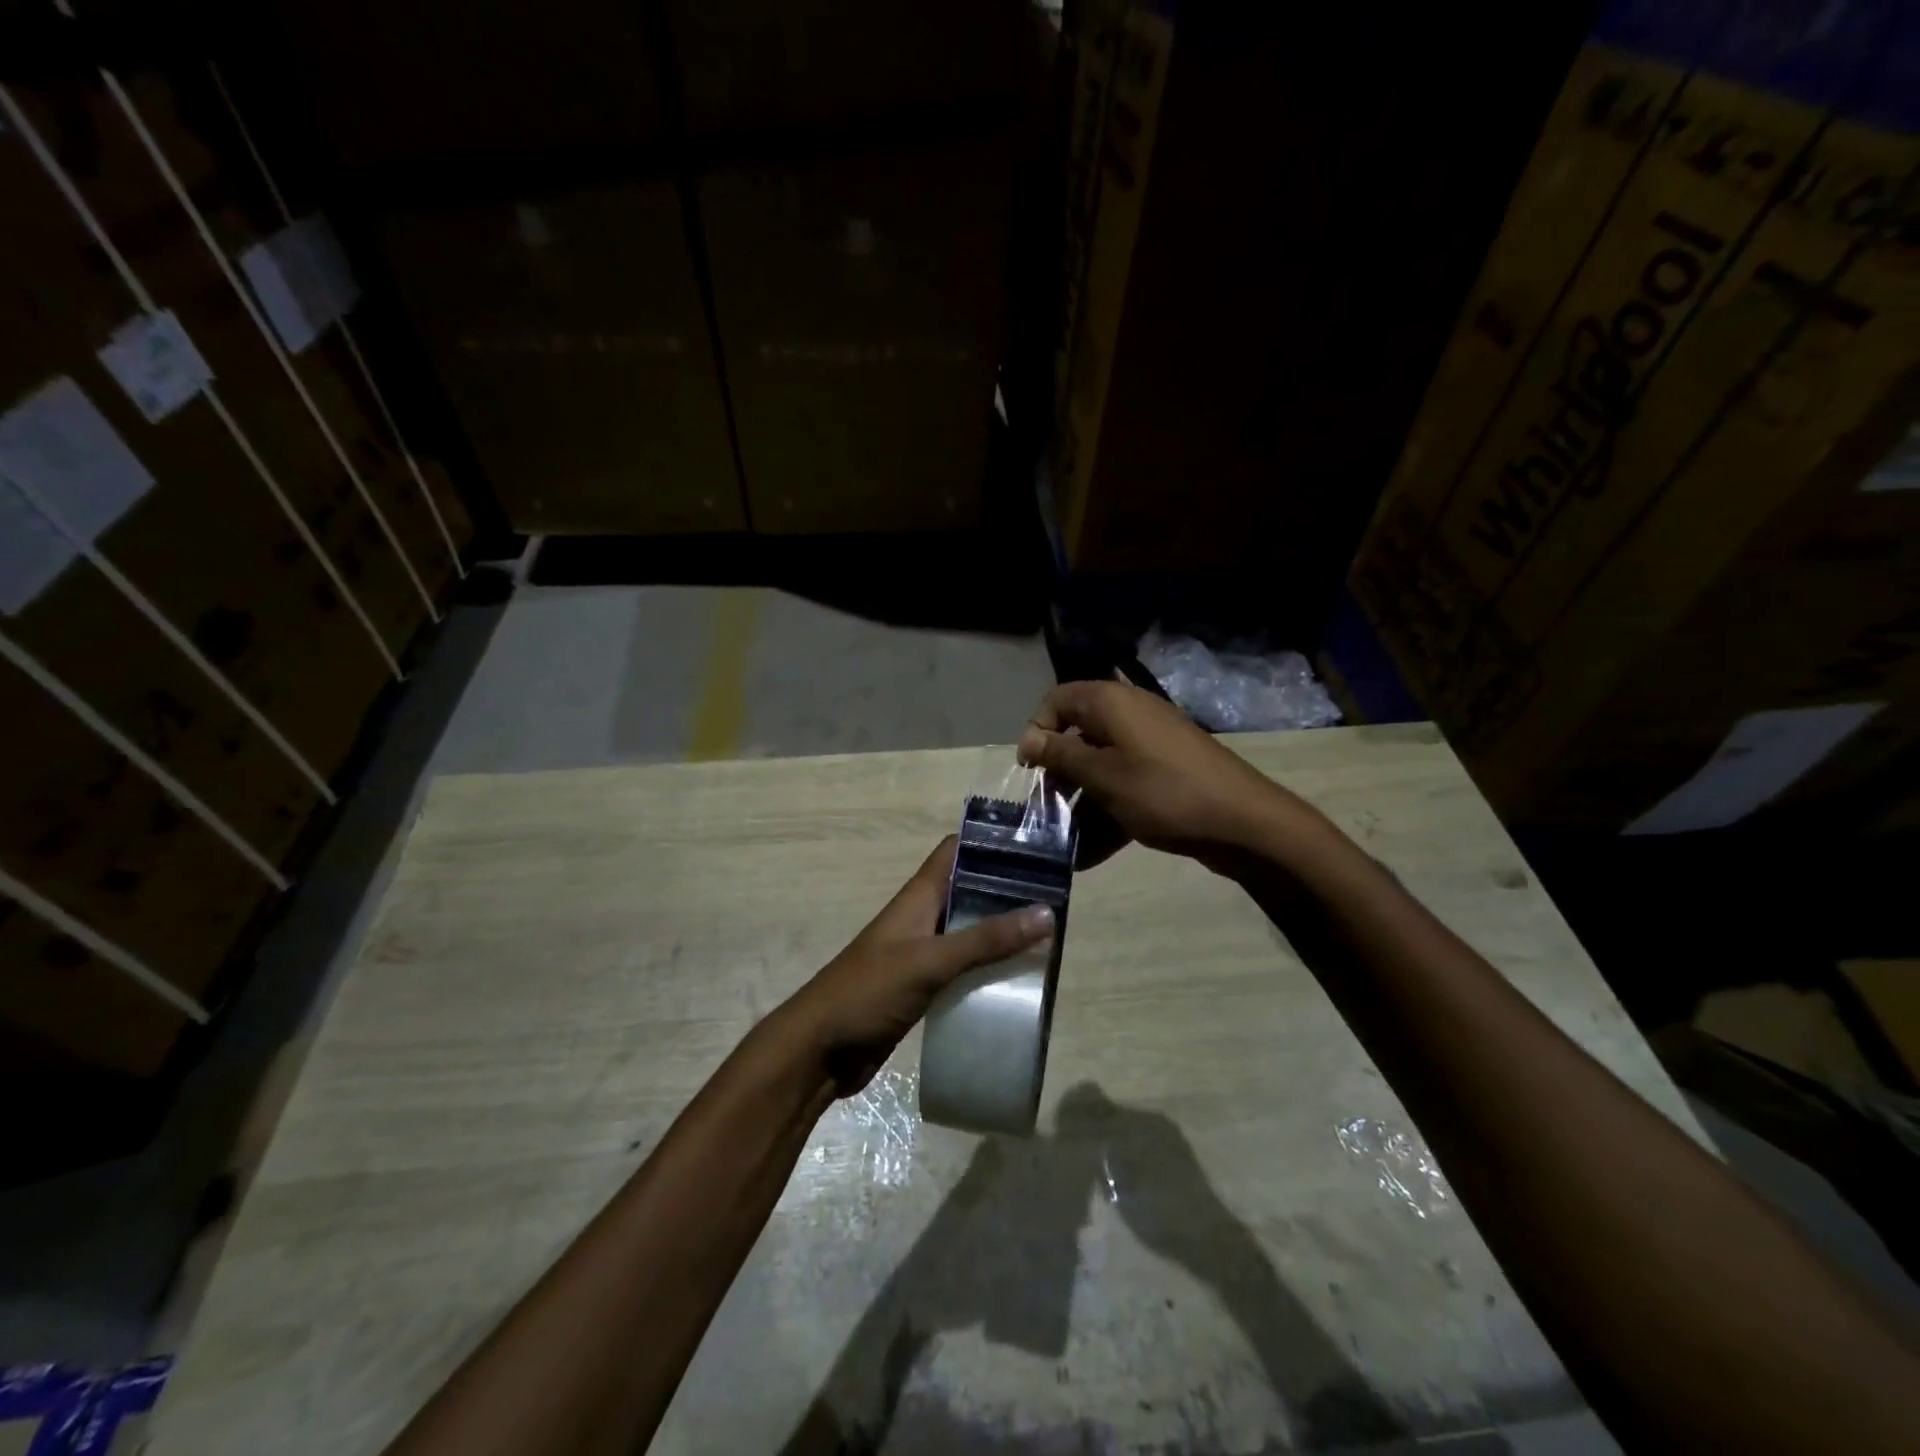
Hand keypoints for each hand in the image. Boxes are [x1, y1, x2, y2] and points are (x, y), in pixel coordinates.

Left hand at [782, 837, 1053, 1095]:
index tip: (1036, 846)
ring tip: (1050, 937)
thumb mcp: (930, 961)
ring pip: (969, 931)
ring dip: (1002, 933)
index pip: (956, 851)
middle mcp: (923, 917)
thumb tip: (1047, 913)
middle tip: (1057, 898)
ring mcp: (921, 953)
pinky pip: (964, 968)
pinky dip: (989, 968)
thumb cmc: (868, 991)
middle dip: (1008, 892)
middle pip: (970, 891)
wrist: (819, 1050)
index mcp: (918, 897)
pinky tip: (1018, 980)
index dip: (991, 843)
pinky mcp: (923, 986)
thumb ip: (986, 939)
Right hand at [1018, 680, 1298, 867]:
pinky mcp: (1165, 771)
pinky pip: (1124, 785)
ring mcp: (1150, 744)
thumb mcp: (1103, 776)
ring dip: (1080, 801)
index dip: (1038, 731)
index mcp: (1111, 703)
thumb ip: (1061, 755)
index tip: (1031, 770)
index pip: (1058, 700)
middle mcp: (1129, 714)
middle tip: (1046, 810)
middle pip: (1078, 735)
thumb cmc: (1163, 792)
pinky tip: (1091, 854)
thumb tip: (1027, 739)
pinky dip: (1107, 812)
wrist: (1243, 822)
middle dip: (1058, 774)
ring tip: (1066, 841)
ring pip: (1100, 765)